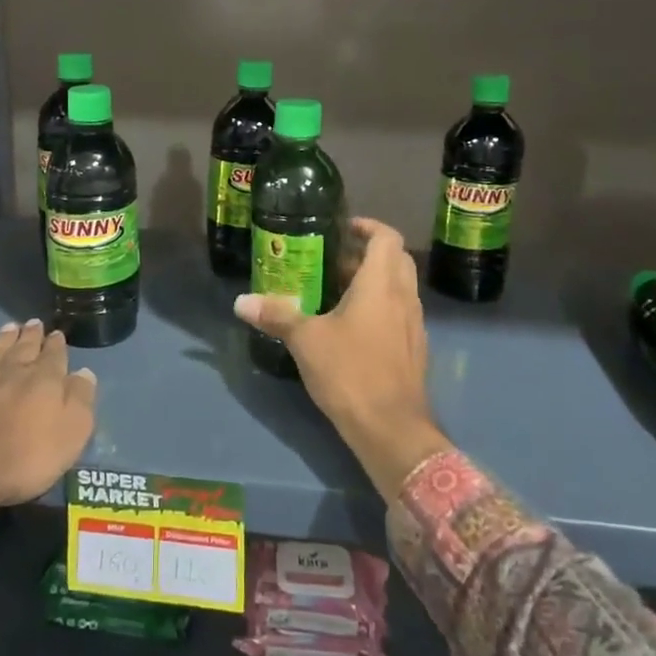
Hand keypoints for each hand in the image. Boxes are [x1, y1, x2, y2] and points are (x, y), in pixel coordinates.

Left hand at [0, 320, 96, 507]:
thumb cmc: (23, 458)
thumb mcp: (70, 435)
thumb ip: (79, 400)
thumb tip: (84, 372)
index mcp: (44, 380)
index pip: (55, 355)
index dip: (57, 345)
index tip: (58, 334)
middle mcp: (11, 369)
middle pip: (24, 347)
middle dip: (31, 335)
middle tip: (34, 322)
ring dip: (3, 338)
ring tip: (9, 326)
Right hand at [234, 218, 449, 500]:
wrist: (392, 429)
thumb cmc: (350, 371)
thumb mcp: (305, 340)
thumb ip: (276, 315)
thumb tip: (241, 301)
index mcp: (381, 284)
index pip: (386, 238)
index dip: (368, 226)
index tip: (343, 228)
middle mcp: (404, 297)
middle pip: (395, 260)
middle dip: (367, 254)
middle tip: (333, 261)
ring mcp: (414, 325)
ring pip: (399, 288)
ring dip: (374, 282)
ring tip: (336, 292)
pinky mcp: (414, 350)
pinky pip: (399, 314)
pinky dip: (380, 308)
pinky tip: (352, 328)